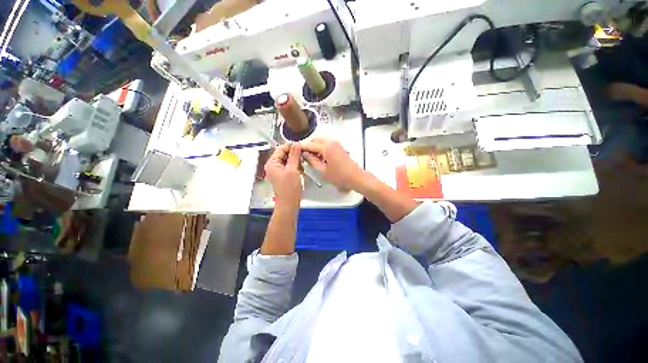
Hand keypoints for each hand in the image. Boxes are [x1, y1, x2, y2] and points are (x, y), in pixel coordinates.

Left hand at [264, 143, 302, 208]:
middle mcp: (273, 166)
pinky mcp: (283, 175)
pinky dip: (295, 166)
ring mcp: (278, 171)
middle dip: (294, 154)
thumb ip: (294, 155)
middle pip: (284, 153)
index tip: (302, 146)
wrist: (289, 203)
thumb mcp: (293, 169)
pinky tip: (301, 169)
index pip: (281, 148)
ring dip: (296, 160)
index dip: (291, 146)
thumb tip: (297, 144)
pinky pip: (289, 166)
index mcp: (272, 163)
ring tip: (303, 163)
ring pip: (288, 160)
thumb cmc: (290, 188)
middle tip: (304, 155)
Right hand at [301, 138, 364, 190]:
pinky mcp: (339, 147)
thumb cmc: (340, 176)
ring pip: (321, 141)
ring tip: (311, 158)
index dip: (302, 147)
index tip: (295, 151)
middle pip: (315, 139)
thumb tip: (305, 154)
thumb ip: (312, 161)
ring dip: (315, 147)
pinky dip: (321, 148)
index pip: (310, 144)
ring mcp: (336, 144)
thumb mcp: (322, 171)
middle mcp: (331, 142)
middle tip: (303, 155)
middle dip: (308, 146)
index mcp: (326, 147)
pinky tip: (320, 157)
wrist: (355, 177)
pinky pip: (327, 143)